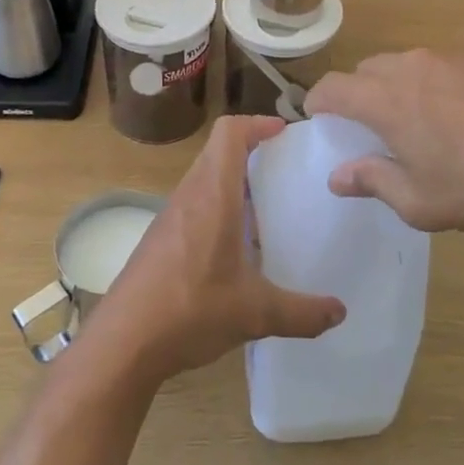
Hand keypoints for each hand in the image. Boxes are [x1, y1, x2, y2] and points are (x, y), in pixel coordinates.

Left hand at [92, 117, 344, 384]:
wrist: (124, 341)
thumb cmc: (191, 310)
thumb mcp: (256, 314)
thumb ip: (302, 312)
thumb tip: (339, 312)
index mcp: (213, 195)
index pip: (229, 133)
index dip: (256, 123)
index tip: (284, 133)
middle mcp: (190, 195)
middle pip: (217, 151)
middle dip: (251, 150)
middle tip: (284, 170)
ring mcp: (170, 216)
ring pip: (204, 178)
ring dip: (233, 181)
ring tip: (267, 208)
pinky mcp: (160, 238)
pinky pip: (194, 204)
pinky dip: (217, 207)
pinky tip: (235, 247)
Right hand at [305, 51, 463, 238]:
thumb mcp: (419, 202)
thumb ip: (372, 182)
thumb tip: (339, 177)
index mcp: (385, 99)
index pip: (332, 87)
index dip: (318, 103)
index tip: (319, 122)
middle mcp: (410, 66)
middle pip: (366, 70)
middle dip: (357, 95)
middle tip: (371, 131)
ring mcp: (450, 58)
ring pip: (404, 64)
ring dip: (396, 88)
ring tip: (419, 124)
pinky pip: (440, 66)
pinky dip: (433, 85)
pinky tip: (462, 118)